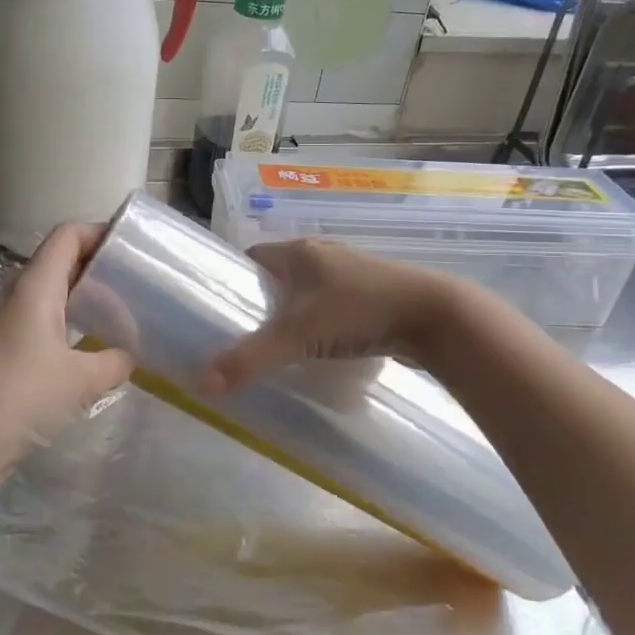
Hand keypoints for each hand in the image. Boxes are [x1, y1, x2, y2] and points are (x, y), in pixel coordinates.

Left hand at [0, 223, 133, 487]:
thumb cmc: (20, 397)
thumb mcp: (81, 380)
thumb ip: (115, 361)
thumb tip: (129, 355)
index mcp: (36, 286)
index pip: (68, 235)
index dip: (100, 232)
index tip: (134, 247)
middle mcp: (19, 294)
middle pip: (61, 260)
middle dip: (100, 264)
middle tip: (138, 280)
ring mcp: (9, 321)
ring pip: (53, 292)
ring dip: (86, 295)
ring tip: (123, 311)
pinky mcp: (5, 348)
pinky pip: (45, 320)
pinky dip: (71, 322)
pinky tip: (93, 346)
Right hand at [198, 239, 453, 395]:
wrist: (434, 316)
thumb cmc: (358, 311)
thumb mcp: (296, 335)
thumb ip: (249, 358)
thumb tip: (201, 384)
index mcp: (300, 251)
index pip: (252, 257)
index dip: (234, 280)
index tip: (220, 311)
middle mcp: (324, 255)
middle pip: (280, 276)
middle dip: (263, 302)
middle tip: (246, 336)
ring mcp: (352, 273)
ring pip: (309, 292)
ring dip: (294, 314)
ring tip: (279, 347)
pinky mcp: (374, 294)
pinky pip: (334, 306)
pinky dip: (322, 323)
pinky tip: (319, 348)